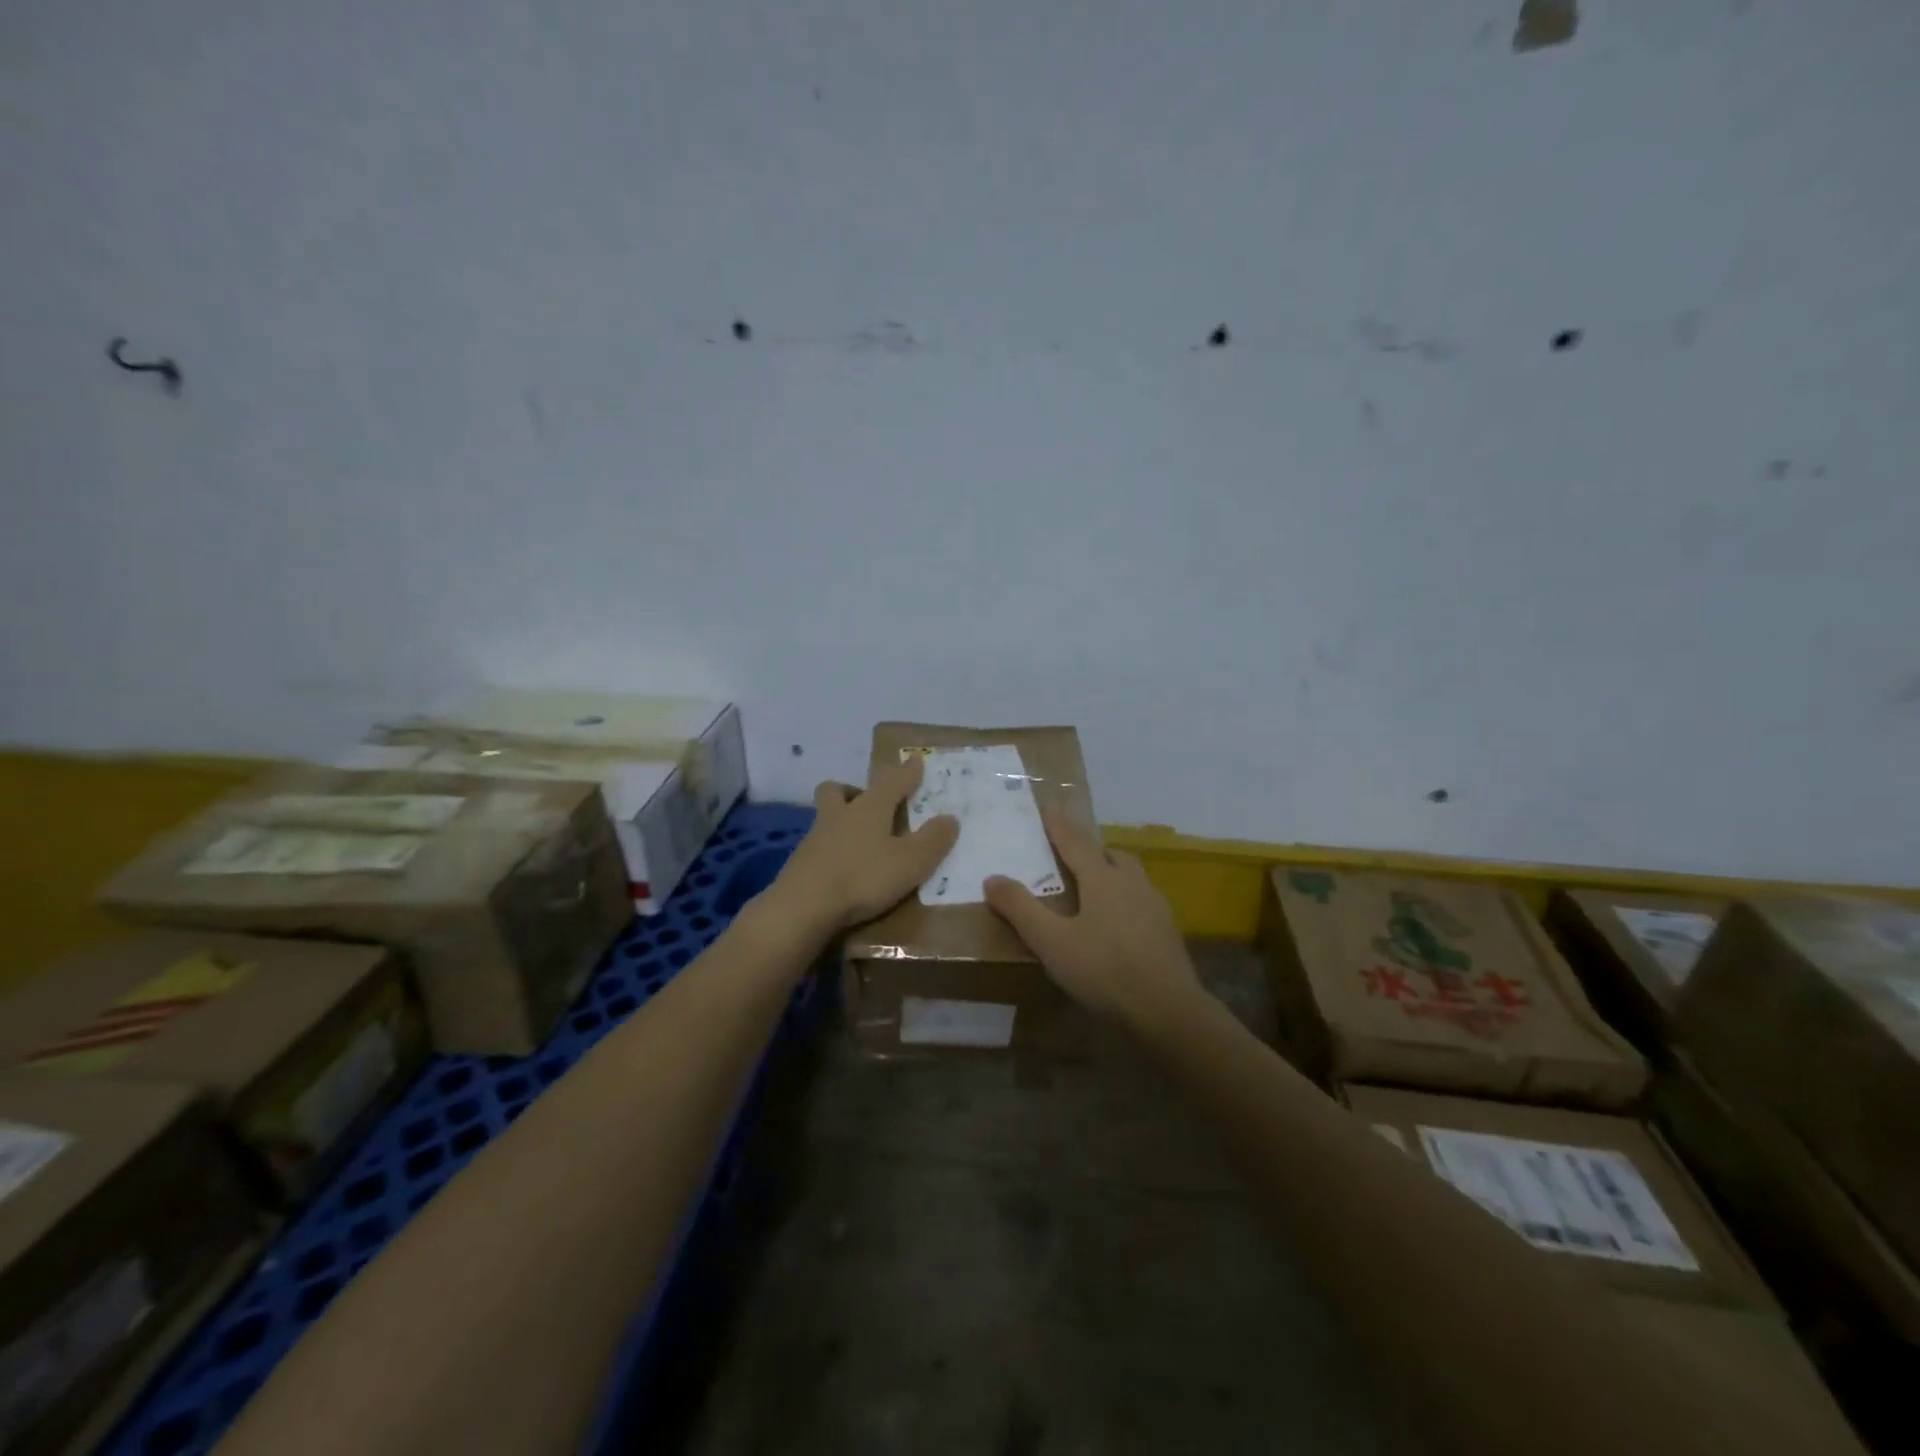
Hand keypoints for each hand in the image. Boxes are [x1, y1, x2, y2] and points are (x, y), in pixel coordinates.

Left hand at [764, 757, 958, 936]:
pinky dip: (831, 851)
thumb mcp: (910, 862)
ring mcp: (814, 838)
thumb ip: (932, 840)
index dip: (907, 772)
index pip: (892, 781)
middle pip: (839, 790)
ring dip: (840, 820)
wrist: (802, 907)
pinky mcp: (799, 863)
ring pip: (826, 816)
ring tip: (859, 841)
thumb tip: (949, 817)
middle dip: (854, 790)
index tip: (915, 761)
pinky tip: (841, 868)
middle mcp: (840, 815)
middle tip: (868, 802)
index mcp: (870, 808)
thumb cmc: (862, 878)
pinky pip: (818, 846)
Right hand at [985, 805, 1200, 1025]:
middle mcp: (1132, 883)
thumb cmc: (1104, 970)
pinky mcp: (1167, 931)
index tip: (1050, 803)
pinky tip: (1117, 924)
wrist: (1169, 1010)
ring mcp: (1155, 906)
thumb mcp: (1052, 942)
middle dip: (1090, 849)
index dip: (1059, 824)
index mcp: (1102, 879)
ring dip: (1111, 872)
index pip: (1075, 842)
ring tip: (1094, 887)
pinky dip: (1124, 899)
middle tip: (1072, 853)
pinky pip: (1141, 901)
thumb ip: (1021, 909)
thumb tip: (992, 878)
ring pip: (1130, 876)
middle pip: (1110, 855)